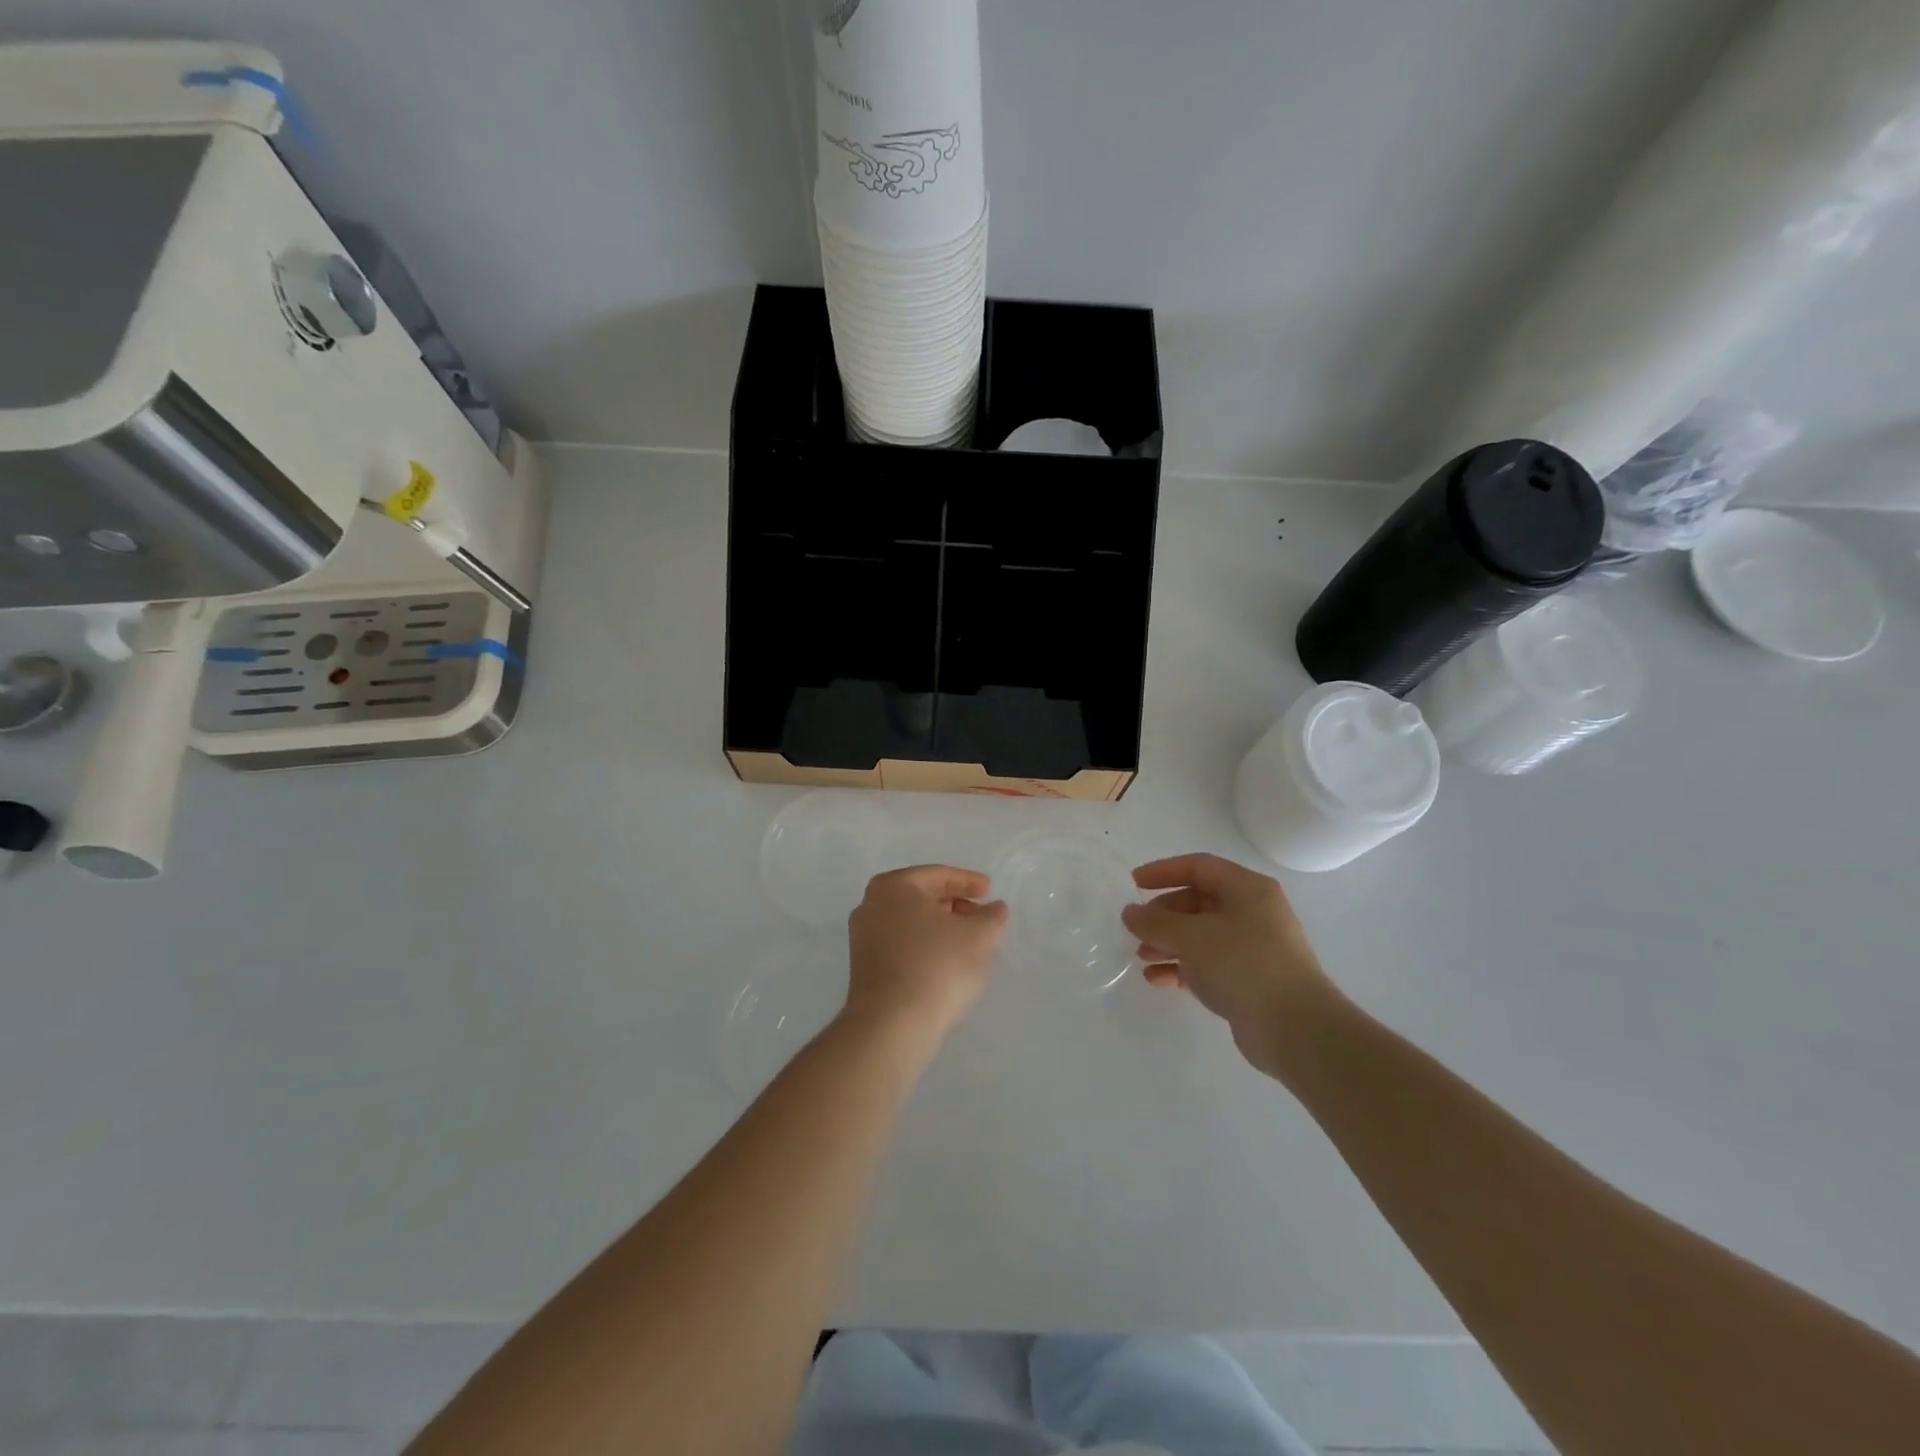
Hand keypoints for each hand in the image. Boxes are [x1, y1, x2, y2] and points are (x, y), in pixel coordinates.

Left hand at [846, 866, 1007, 1044]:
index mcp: (894, 886)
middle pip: (922, 896)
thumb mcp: (979, 936)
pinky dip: (925, 945)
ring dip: (940, 927)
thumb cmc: (938, 966)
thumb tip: (994, 908)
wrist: (892, 1024)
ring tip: (968, 941)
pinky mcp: (864, 966)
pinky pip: (901, 944)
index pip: (938, 875)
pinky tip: (945, 962)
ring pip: (911, 922)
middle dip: (954, 904)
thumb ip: (992, 916)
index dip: (968, 882)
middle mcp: (871, 904)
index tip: (990, 890)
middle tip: (981, 917)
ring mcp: (863, 937)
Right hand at [1121, 853, 1340, 1077]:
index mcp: (1248, 889)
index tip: (1133, 884)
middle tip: (1137, 929)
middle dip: (1164, 914)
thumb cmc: (1243, 965)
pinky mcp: (1250, 981)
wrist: (1295, 1029)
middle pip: (1199, 902)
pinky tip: (1157, 979)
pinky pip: (1208, 965)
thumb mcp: (1191, 936)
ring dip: (1169, 943)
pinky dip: (1182, 968)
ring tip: (1142, 956)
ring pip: (1202, 936)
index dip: (1163, 871)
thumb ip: (1155, 922)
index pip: (1199, 867)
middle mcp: (1254, 913)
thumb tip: (1130, 913)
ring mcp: (1254, 949)